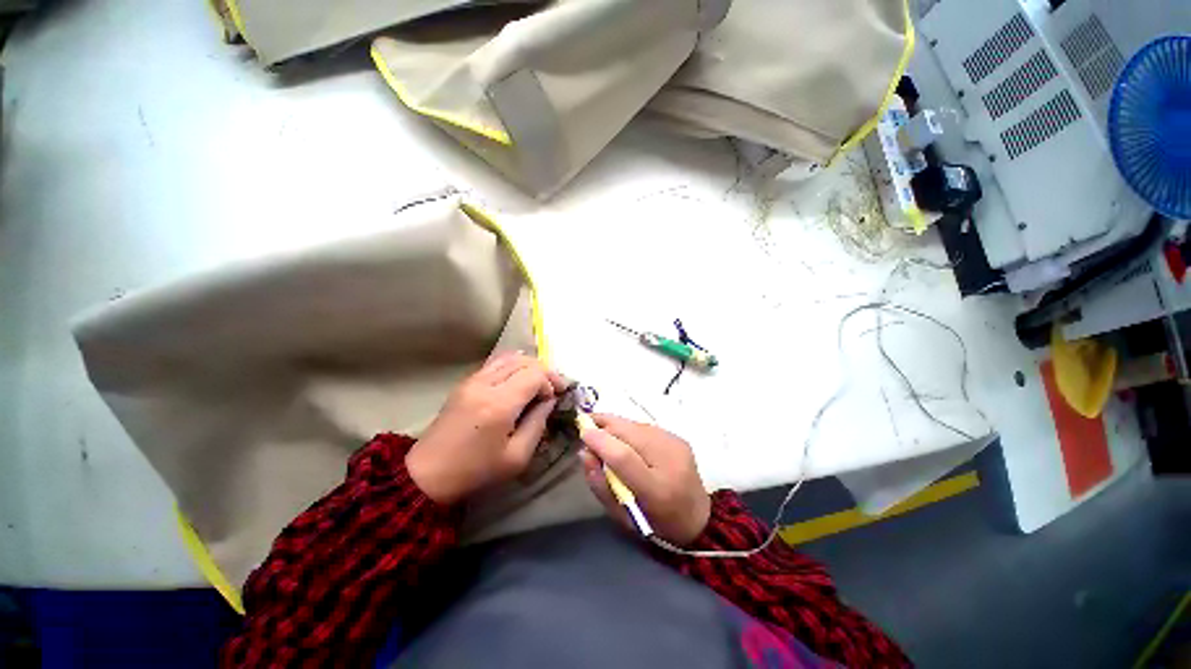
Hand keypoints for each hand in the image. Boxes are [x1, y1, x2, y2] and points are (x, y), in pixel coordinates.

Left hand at [407, 351, 565, 504]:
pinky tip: (518, 380)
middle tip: (552, 388)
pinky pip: (495, 363)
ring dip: (529, 366)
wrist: (428, 474)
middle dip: (543, 372)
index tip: (554, 398)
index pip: (534, 375)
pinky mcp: (464, 382)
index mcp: (499, 404)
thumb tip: (549, 401)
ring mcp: (472, 380)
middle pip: (524, 361)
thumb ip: (538, 424)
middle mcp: (485, 384)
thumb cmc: (476, 470)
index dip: (550, 382)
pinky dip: (513, 366)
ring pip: (509, 357)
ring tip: (538, 382)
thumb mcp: (517, 457)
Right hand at [579, 414, 710, 545]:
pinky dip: (630, 429)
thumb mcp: (621, 516)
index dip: (600, 440)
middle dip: (604, 424)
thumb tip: (584, 452)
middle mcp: (670, 461)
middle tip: (587, 425)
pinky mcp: (679, 437)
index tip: (582, 432)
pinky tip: (624, 438)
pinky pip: (645, 427)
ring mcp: (676, 445)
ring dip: (616, 426)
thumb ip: (600, 484)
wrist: (698, 518)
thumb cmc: (654, 524)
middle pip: (630, 432)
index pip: (623, 457)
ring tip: (603, 432)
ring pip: (636, 425)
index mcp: (656, 490)